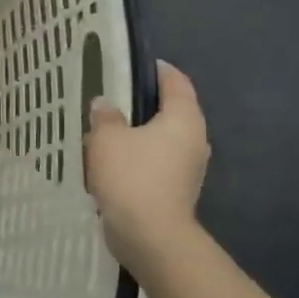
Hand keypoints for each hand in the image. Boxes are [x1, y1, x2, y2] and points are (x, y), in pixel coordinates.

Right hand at [86, 62, 208, 273]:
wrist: (150, 235)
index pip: (177, 83)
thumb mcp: (107, 138)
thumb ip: (105, 117)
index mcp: (183, 119)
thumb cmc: (131, 176)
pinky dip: (138, 158)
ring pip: (163, 140)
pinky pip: (156, 163)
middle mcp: (194, 140)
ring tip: (108, 130)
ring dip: (140, 134)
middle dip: (146, 104)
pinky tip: (112, 162)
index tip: (140, 63)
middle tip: (116, 97)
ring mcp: (188, 168)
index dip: (160, 70)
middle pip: (173, 112)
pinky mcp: (176, 190)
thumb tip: (104, 104)